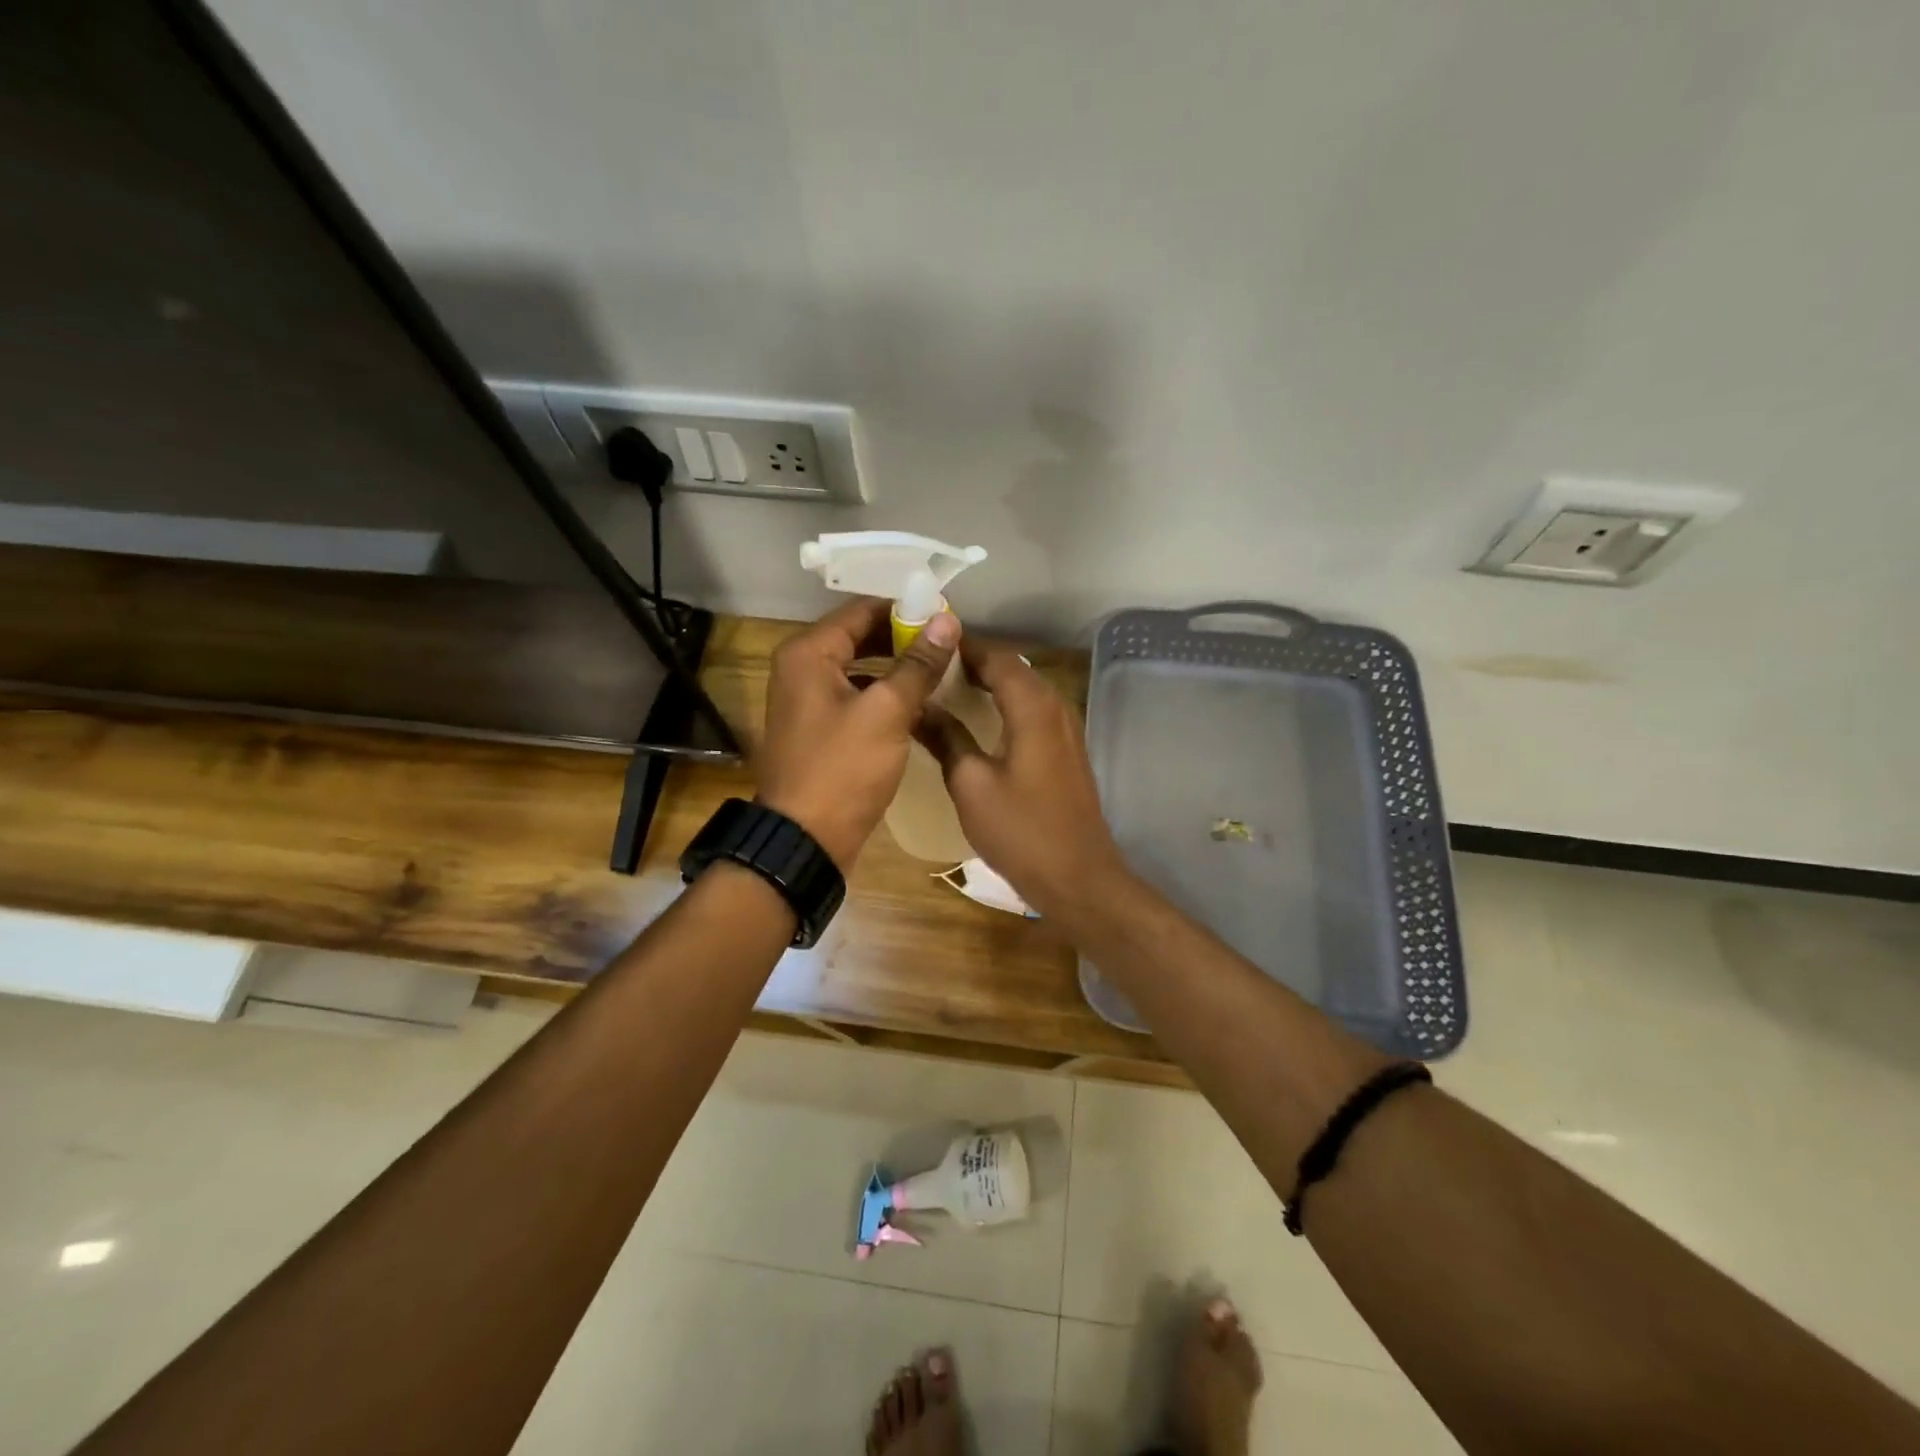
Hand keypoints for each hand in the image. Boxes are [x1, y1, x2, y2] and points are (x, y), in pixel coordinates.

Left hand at [755, 596, 960, 869]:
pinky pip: (857, 697)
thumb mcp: (887, 712)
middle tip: (950, 647)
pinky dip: (885, 695)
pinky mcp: (820, 728)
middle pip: (860, 637)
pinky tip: (919, 705)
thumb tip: (947, 621)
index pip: (862, 610)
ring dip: (898, 668)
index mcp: (808, 653)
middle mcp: (802, 668)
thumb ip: (918, 664)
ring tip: (942, 672)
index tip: (948, 620)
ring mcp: (808, 700)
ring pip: (861, 668)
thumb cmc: (843, 769)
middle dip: (905, 639)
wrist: (806, 839)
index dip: (907, 611)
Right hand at [914, 640, 1129, 917]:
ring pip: (1024, 690)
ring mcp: (1066, 729)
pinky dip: (1005, 706)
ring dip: (989, 684)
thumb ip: (945, 738)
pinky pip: (1033, 712)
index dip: (962, 648)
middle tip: (929, 668)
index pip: (996, 657)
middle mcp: (1056, 707)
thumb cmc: (1021, 831)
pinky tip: (979, 722)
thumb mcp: (971, 784)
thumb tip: (918, 706)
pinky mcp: (1067, 751)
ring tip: (947, 690)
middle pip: (1013, 669)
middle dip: (972, 663)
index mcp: (1033, 707)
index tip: (925, 647)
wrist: (1078, 877)